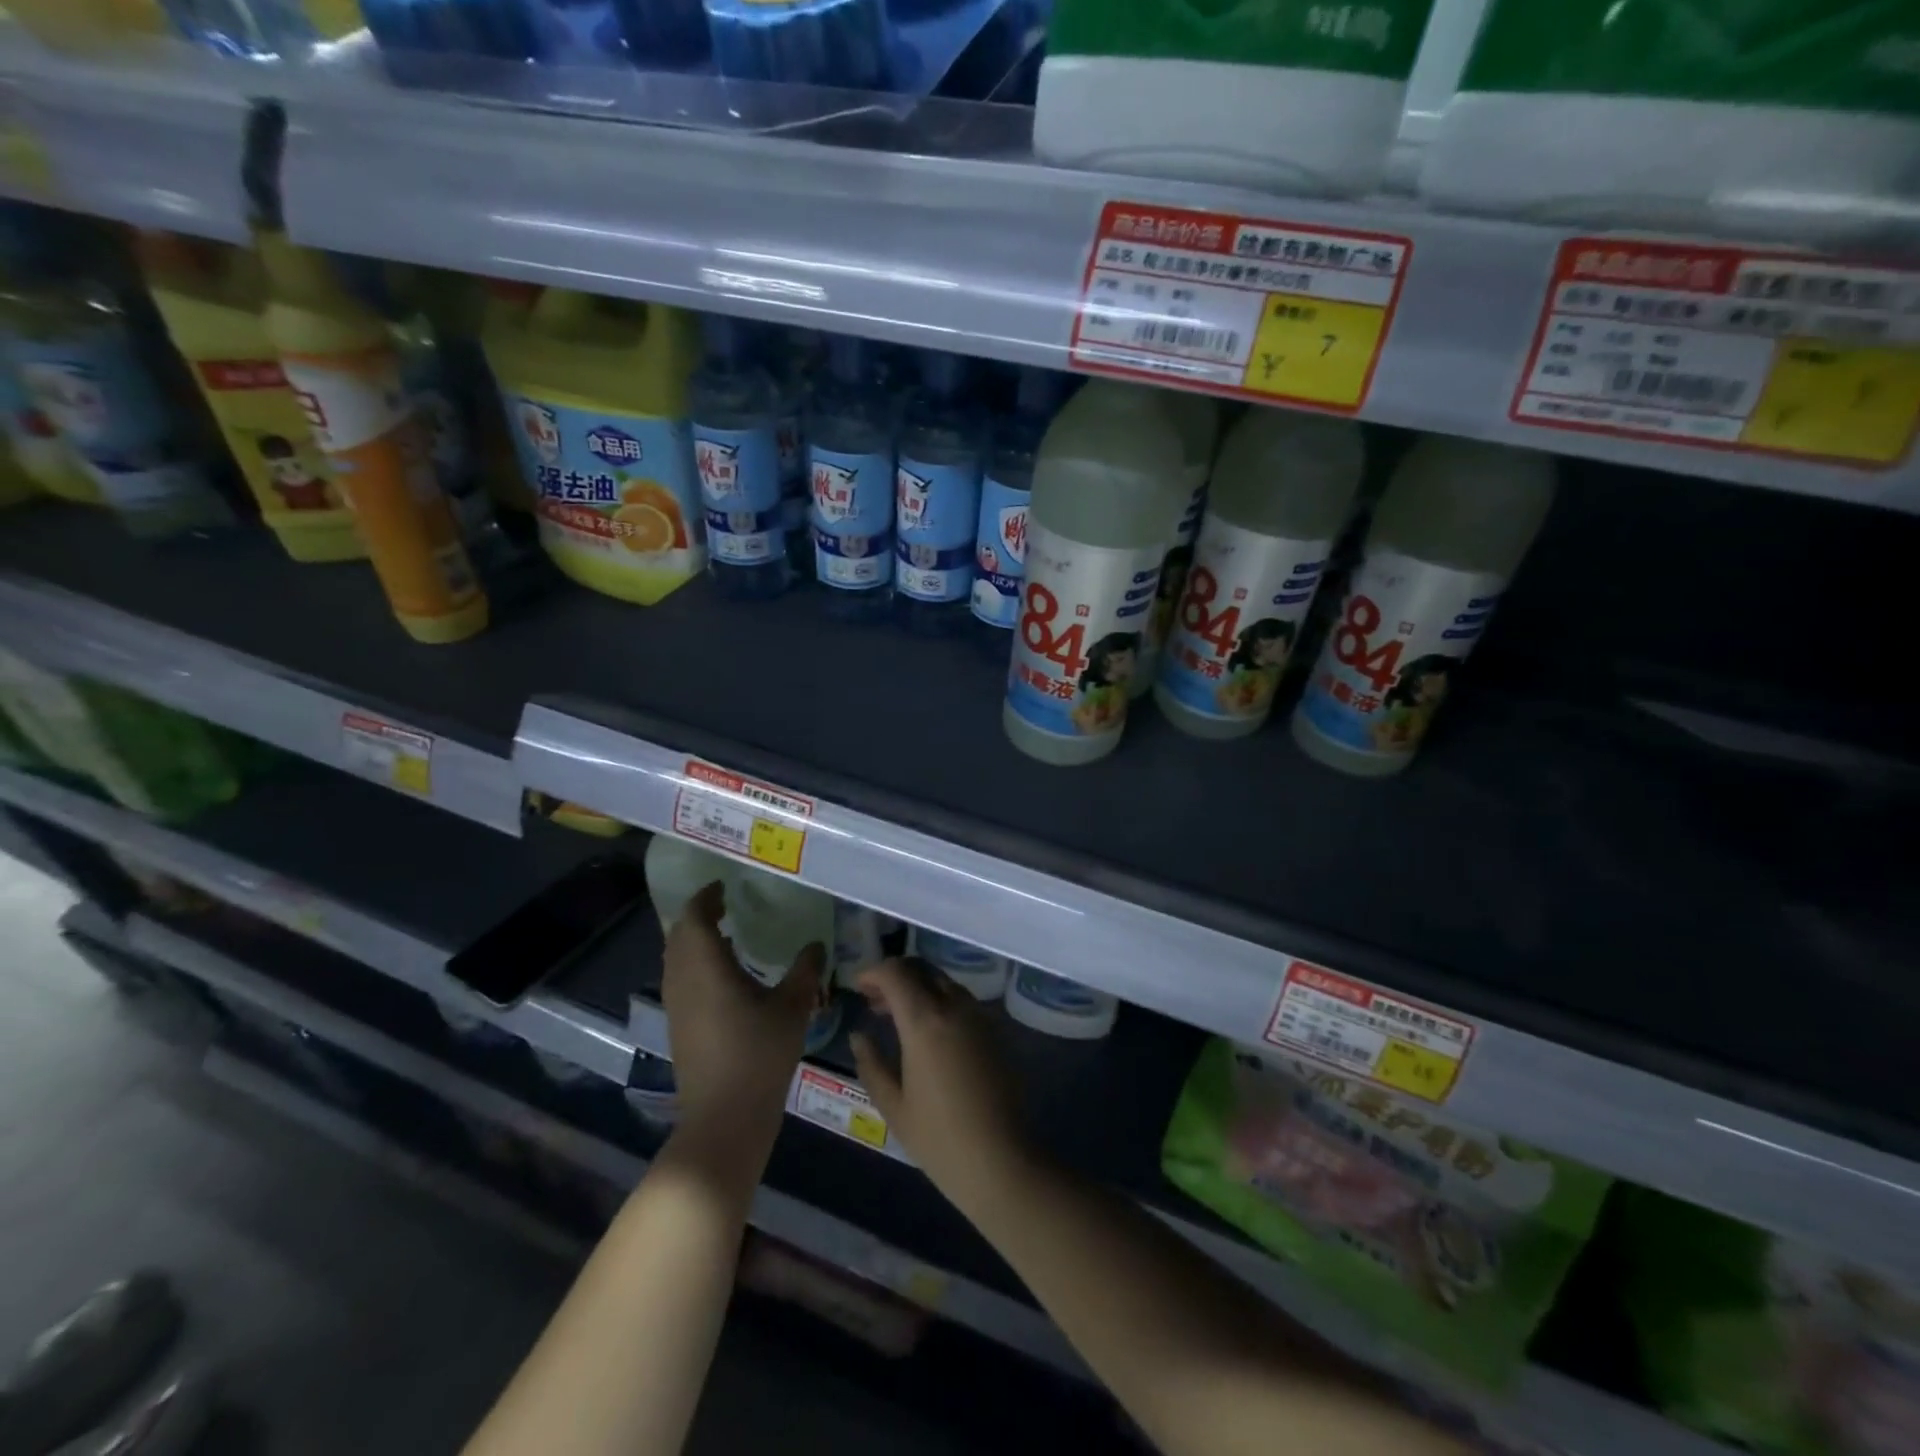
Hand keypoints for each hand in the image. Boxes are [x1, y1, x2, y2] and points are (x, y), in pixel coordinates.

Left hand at [663, 881, 823, 1143]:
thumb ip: (805, 971)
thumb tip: (816, 944)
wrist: (724, 1118)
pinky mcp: (678, 1028)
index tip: (724, 887)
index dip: (705, 898)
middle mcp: (683, 982)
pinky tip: (724, 976)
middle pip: (679, 937)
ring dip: (694, 942)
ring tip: (725, 936)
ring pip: (675, 960)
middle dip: (697, 917)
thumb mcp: (793, 1008)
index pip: (693, 919)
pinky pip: (680, 980)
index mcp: (706, 968)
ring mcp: (676, 1007)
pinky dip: (695, 965)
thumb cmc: (759, 1055)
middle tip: (725, 906)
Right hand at [850, 959, 1031, 1210]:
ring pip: (943, 982)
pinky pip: (961, 1000)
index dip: (873, 972)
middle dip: (894, 976)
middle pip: (921, 969)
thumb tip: (859, 1035)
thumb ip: (871, 1063)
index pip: (896, 973)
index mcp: (925, 1020)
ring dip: (917, 987)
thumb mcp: (893, 1105)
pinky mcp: (995, 1030)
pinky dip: (938, 1000)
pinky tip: (927, 1030)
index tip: (857, 987)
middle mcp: (955, 1006)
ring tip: (896, 1016)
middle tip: (873, 1000)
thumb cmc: (939, 1138)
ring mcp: (979, 1016)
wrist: (1001, 1160)